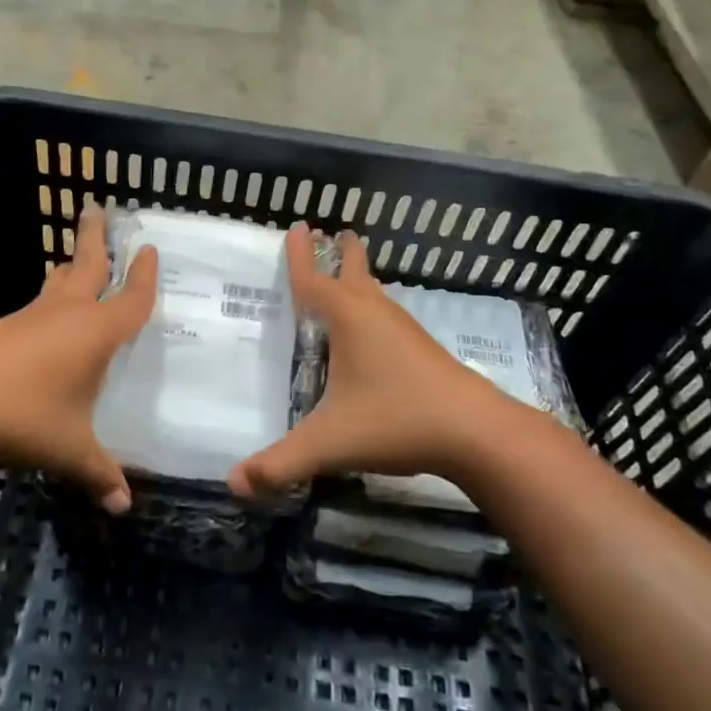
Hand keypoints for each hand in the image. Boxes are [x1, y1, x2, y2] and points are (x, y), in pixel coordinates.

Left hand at [0, 201, 157, 513]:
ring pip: (54, 284)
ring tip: (73, 259)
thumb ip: (99, 473)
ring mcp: (27, 319)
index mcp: (94, 332)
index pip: (130, 299)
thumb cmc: (21, 417)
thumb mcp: (68, 450)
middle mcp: (63, 315)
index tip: (151, 249)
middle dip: (96, 238)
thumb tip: (123, 506)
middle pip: (86, 266)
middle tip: (97, 208)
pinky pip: (33, 309)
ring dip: (68, 268)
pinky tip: (41, 322)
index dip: (145, 277)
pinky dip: (45, 302)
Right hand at [228, 223, 529, 496]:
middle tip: (333, 233)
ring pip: (376, 294)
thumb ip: (280, 464)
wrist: (477, 432)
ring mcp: (405, 331)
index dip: (301, 257)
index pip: (313, 281)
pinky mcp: (423, 351)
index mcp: (349, 320)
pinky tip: (374, 331)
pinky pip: (388, 317)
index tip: (299, 226)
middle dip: (341, 254)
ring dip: (359, 278)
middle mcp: (376, 315)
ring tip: (347, 274)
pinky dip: (373, 308)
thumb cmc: (397, 420)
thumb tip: (233, 484)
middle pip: (354, 273)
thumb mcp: (329, 443)